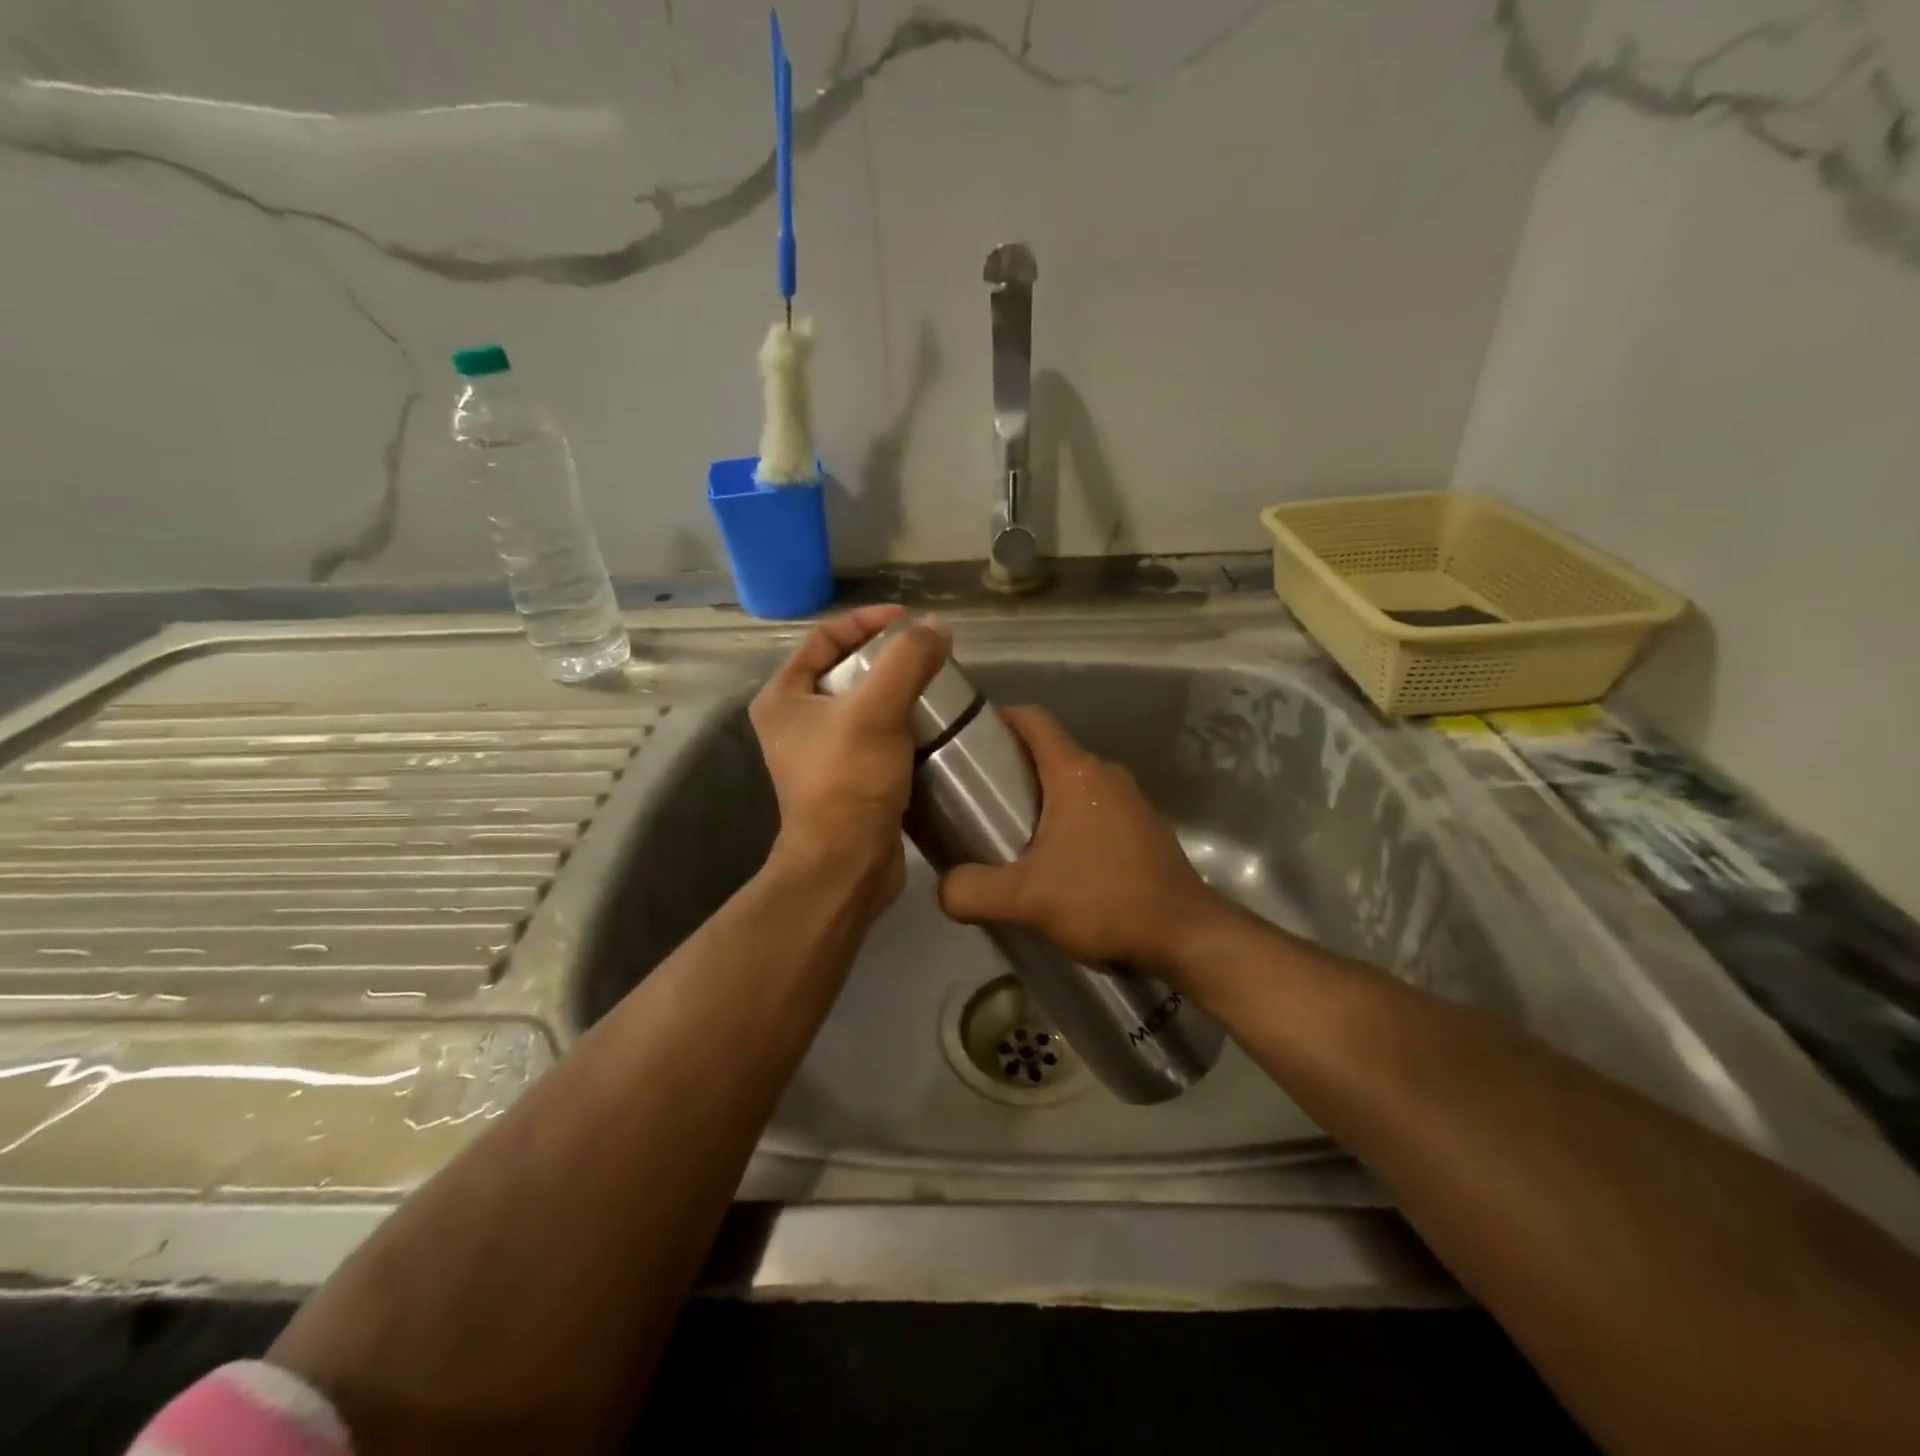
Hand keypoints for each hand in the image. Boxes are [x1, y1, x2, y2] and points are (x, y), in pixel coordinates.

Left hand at [748, 606, 950, 901]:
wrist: (846, 864)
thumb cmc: (850, 781)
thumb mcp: (877, 710)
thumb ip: (907, 661)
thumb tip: (937, 629)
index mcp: (784, 697)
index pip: (825, 638)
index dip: (867, 623)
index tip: (911, 622)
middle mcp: (796, 721)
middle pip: (846, 670)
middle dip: (888, 658)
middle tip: (929, 655)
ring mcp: (821, 753)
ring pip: (865, 705)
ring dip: (900, 693)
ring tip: (938, 687)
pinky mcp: (849, 778)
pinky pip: (878, 736)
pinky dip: (903, 726)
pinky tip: (934, 726)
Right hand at [936, 706, 1221, 975]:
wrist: (1185, 936)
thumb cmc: (1103, 900)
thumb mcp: (1025, 899)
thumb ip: (970, 891)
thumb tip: (943, 888)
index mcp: (1076, 773)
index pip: (1032, 720)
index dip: (997, 718)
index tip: (967, 739)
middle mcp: (1105, 774)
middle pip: (1049, 752)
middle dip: (1010, 767)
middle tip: (976, 799)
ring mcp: (1130, 799)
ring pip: (1072, 783)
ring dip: (1040, 798)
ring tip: (1008, 833)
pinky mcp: (1143, 827)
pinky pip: (1094, 807)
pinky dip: (1068, 819)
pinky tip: (1054, 861)